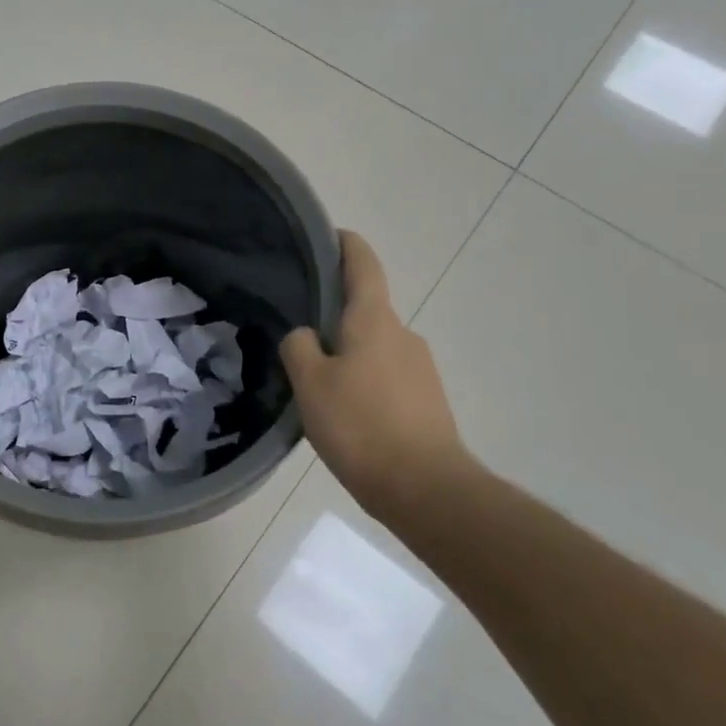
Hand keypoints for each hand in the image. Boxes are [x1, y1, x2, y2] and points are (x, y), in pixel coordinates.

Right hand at [280, 231, 477, 515]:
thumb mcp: (310, 384)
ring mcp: (420, 368)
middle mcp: (403, 334)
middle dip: (333, 316)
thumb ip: (299, 347)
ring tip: (316, 384)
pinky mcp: (427, 400)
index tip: (327, 235)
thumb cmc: (361, 426)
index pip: (363, 264)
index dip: (345, 244)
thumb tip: (305, 336)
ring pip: (374, 347)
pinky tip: (345, 414)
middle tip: (297, 335)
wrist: (427, 489)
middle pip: (365, 310)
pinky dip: (364, 382)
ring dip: (347, 355)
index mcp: (374, 320)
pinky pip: (386, 377)